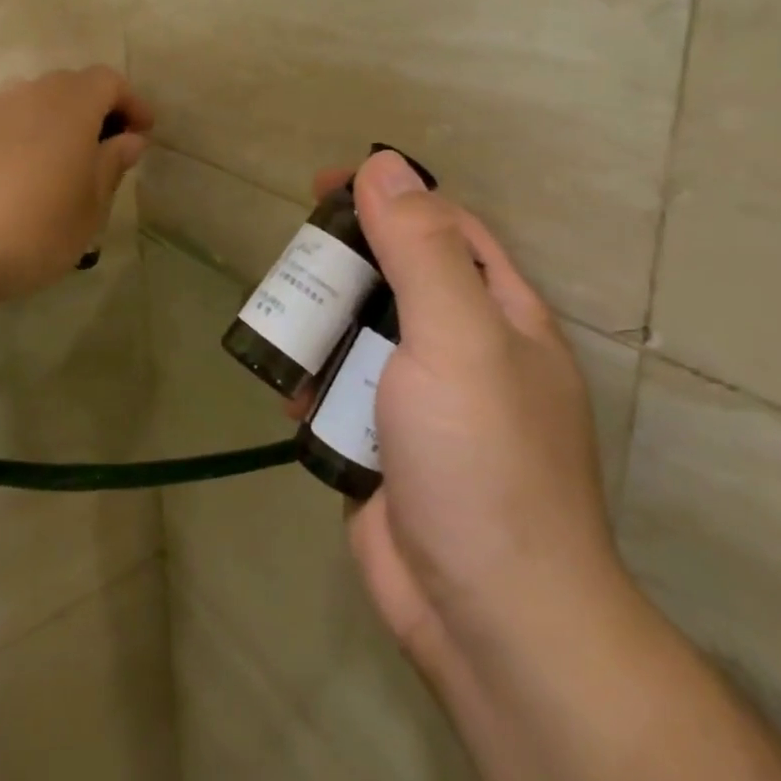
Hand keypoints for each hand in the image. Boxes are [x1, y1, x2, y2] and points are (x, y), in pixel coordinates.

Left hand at [0, 67, 152, 303]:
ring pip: (41, 101)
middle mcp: (32, 95)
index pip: (109, 81)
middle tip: (113, 148)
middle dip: (99, 109)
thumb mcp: (91, 205)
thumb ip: (112, 165)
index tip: (144, 133)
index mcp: (70, 103)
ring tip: (75, 163)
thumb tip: (130, 139)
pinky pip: (15, 121)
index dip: (132, 102)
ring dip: (64, 121)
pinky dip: (36, 135)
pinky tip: (37, 175)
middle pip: (73, 85)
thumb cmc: (36, 226)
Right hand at [320, 151, 622, 679]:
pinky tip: (287, 392)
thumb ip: (421, 249)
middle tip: (294, 258)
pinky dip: (314, 385)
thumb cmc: (483, 459)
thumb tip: (384, 165)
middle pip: (395, 280)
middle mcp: (464, 351)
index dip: (391, 197)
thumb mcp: (457, 337)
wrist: (485, 615)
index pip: (445, 228)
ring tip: (280, 322)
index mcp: (499, 315)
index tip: (327, 186)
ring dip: (321, 326)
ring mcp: (422, 402)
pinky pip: (341, 393)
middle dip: (344, 263)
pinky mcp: (383, 445)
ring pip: (360, 337)